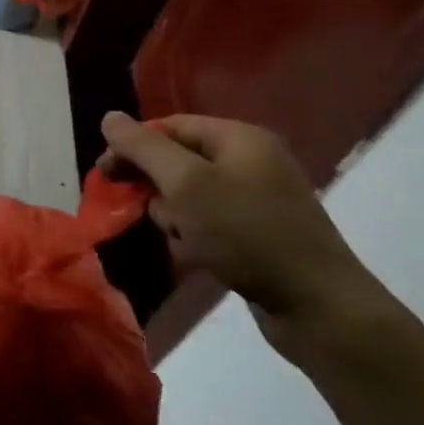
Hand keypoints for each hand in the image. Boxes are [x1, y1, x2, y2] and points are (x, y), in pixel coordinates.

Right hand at [97, 112, 396, 359]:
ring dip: (173, 215)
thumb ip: (143, 147)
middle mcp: (251, 161)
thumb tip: (110, 117)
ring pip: (189, 194)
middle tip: (136, 208)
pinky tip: (198, 255)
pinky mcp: (260, 232)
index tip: (105, 175)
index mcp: (239, 138)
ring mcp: (258, 198)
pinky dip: (195, 235)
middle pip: (178, 159)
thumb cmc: (246, 234)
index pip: (169, 125)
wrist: (318, 307)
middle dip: (154, 185)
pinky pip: (209, 221)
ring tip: (181, 238)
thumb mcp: (186, 184)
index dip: (132, 145)